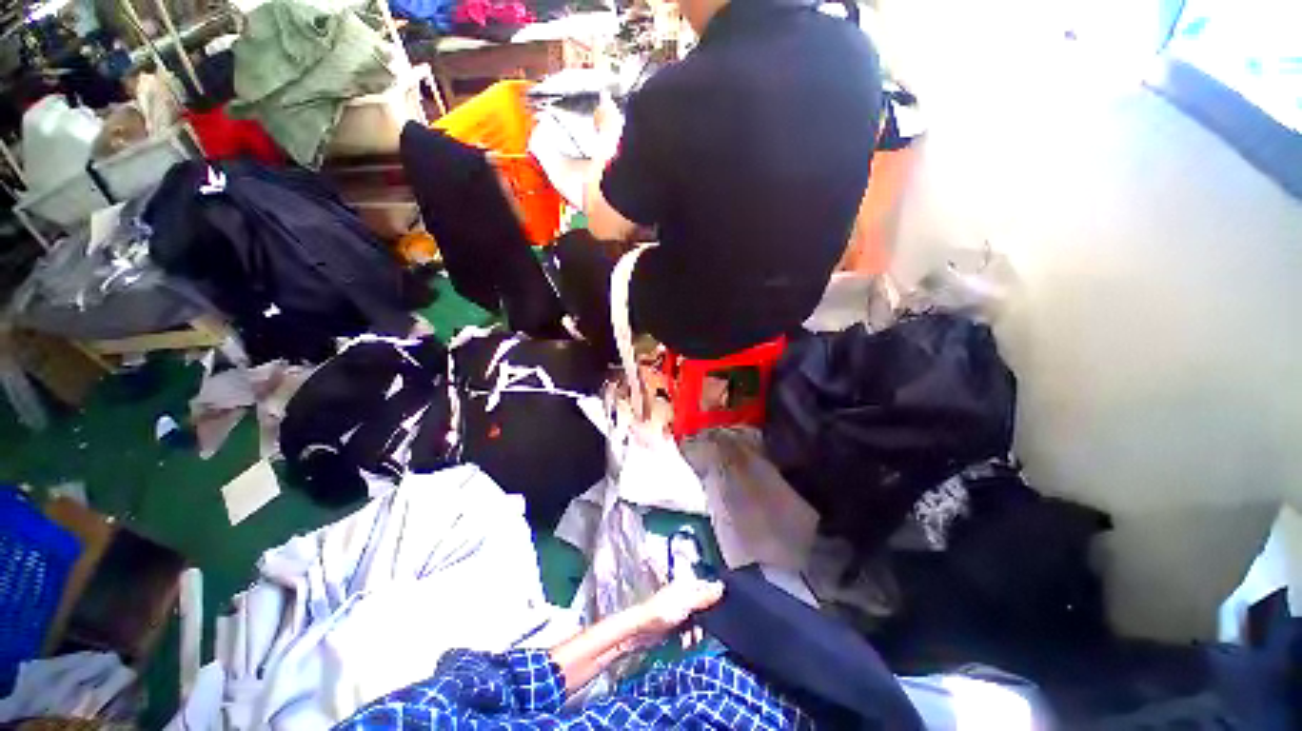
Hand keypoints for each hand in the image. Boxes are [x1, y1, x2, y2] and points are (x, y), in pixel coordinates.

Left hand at [626, 578, 723, 649]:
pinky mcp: (677, 623)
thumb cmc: (662, 611)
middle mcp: (686, 595)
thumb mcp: (686, 603)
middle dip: (706, 621)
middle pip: (705, 607)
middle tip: (703, 631)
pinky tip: (686, 644)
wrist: (641, 630)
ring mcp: (681, 609)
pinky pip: (690, 630)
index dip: (715, 599)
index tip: (722, 613)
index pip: (708, 588)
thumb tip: (722, 586)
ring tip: (692, 640)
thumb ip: (704, 596)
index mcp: (687, 585)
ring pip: (699, 621)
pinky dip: (689, 637)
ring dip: (697, 632)